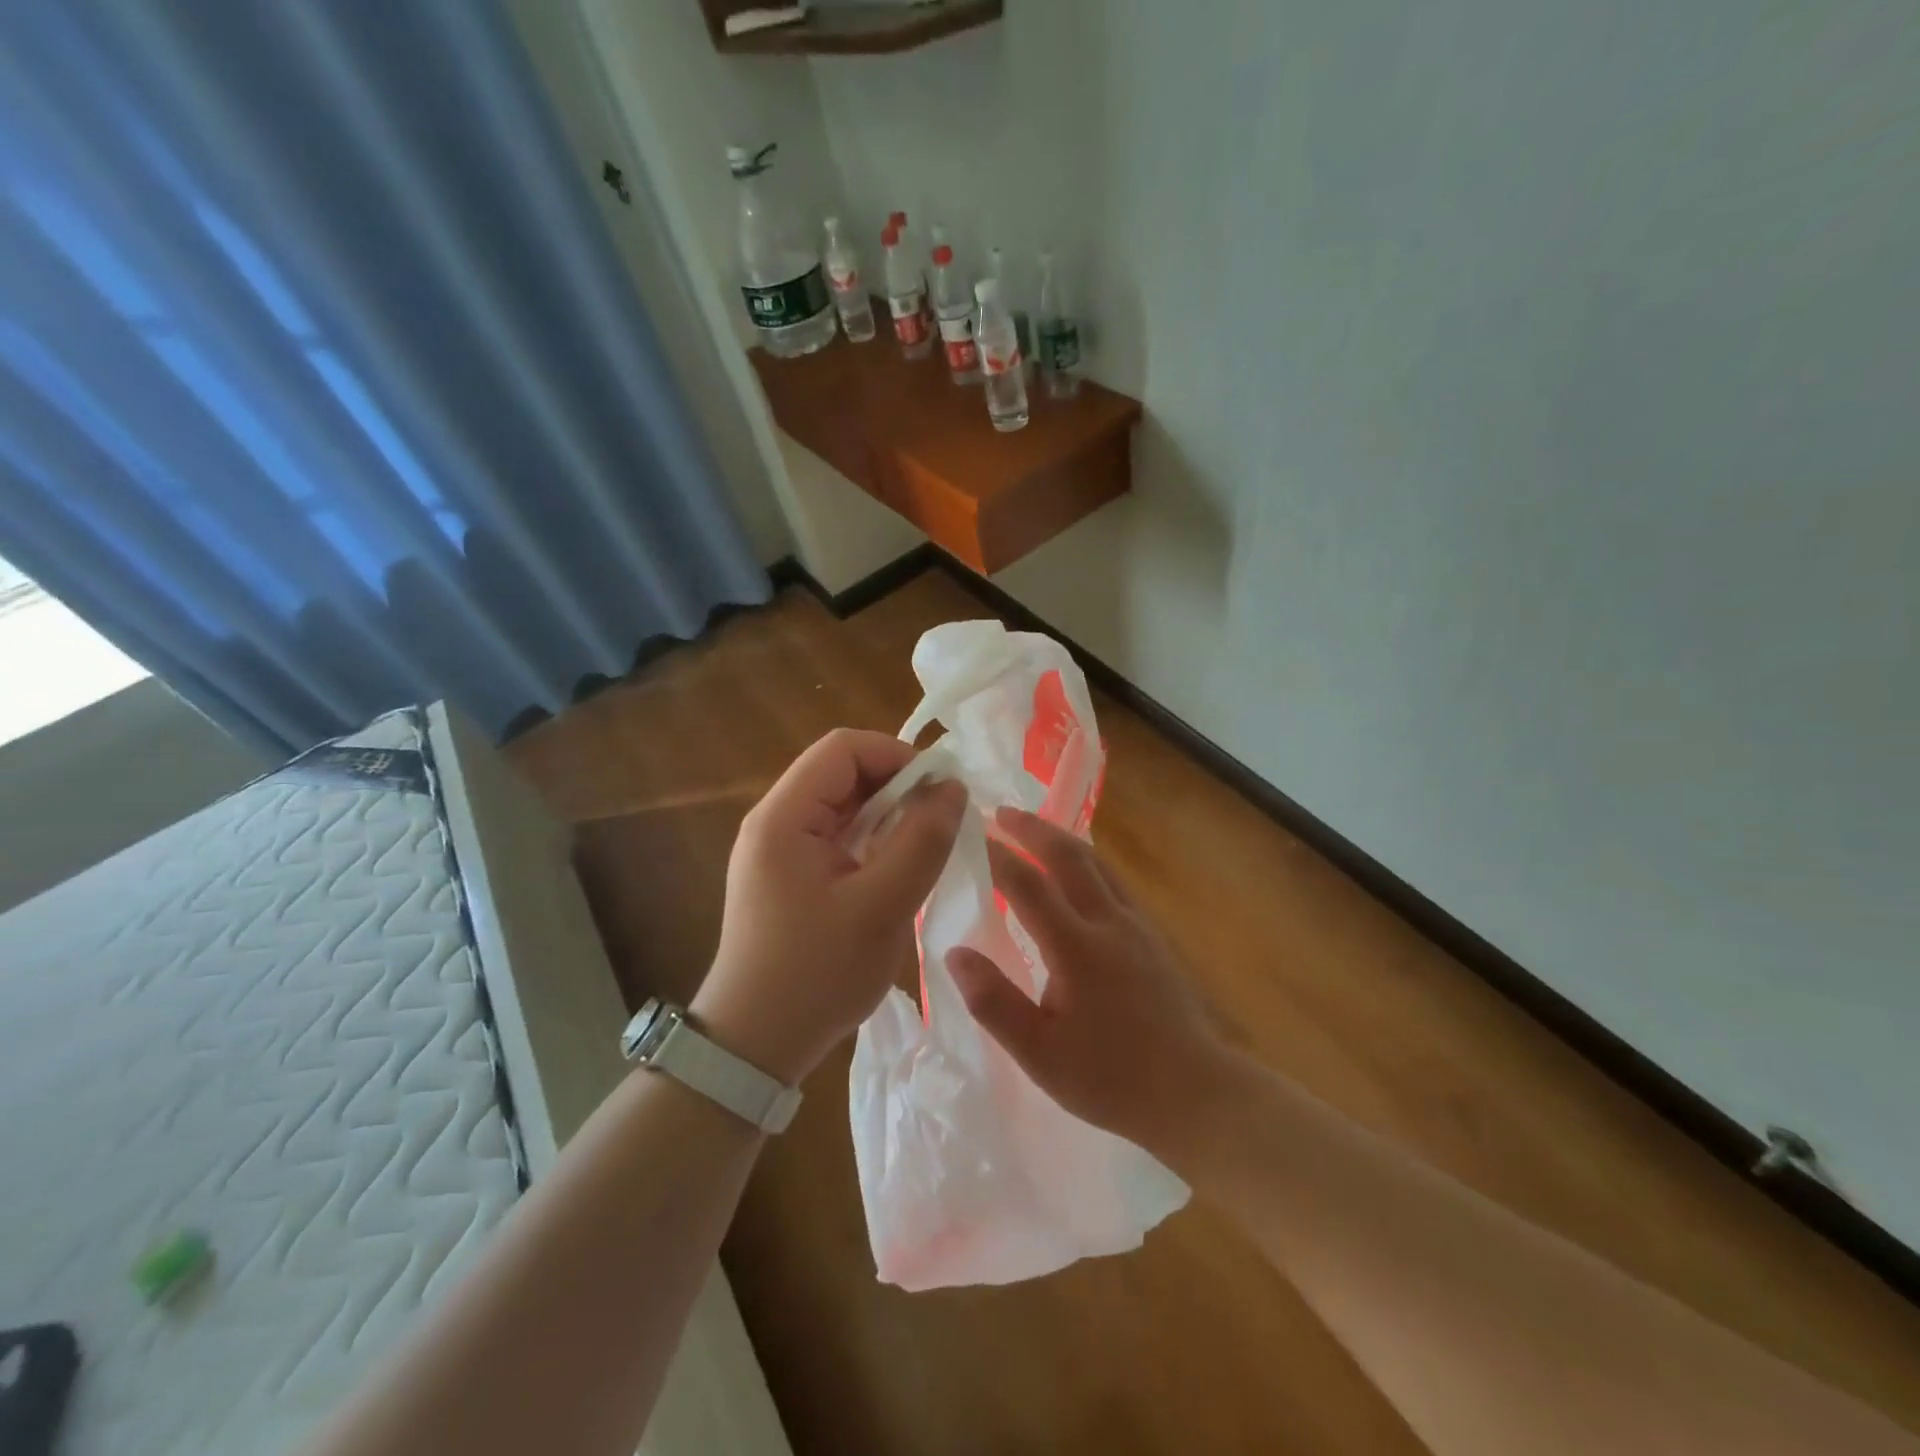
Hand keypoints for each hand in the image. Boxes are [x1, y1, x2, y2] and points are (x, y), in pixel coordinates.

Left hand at [693, 728, 964, 1087]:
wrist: (754, 1046)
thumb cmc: (816, 975)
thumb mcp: (882, 906)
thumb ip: (922, 842)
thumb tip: (953, 788)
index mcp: (784, 817)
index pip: (843, 749)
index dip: (898, 755)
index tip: (941, 790)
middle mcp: (775, 822)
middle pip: (842, 774)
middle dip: (898, 786)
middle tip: (942, 820)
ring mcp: (779, 851)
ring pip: (844, 807)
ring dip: (889, 816)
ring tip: (928, 845)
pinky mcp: (789, 877)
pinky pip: (838, 838)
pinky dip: (874, 842)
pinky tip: (899, 869)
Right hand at [946, 807, 1230, 1156]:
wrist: (1195, 1092)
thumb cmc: (1111, 1079)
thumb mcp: (1040, 1054)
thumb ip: (994, 1002)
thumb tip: (955, 953)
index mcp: (1077, 948)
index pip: (1028, 885)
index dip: (996, 857)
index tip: (969, 836)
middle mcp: (1109, 922)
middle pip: (1069, 856)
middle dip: (1033, 829)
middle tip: (1002, 812)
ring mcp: (1137, 925)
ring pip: (1097, 863)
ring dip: (1062, 839)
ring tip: (1035, 829)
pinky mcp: (1153, 935)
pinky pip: (1113, 880)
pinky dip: (1086, 861)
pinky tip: (1078, 871)